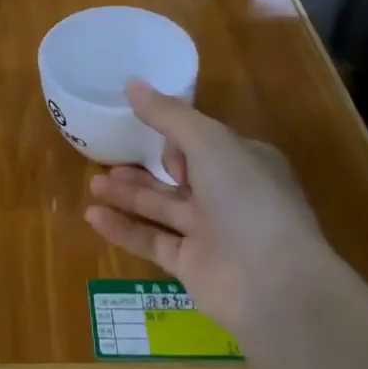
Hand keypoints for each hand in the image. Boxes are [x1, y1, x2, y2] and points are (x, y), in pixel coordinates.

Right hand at [85, 80, 324, 340]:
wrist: (274, 284)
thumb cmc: (247, 198)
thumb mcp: (208, 141)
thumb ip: (168, 114)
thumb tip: (132, 84)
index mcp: (244, 162)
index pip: (204, 143)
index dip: (176, 138)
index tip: (151, 134)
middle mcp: (229, 196)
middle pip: (178, 176)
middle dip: (143, 167)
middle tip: (106, 159)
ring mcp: (211, 234)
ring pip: (161, 208)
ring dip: (128, 195)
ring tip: (94, 184)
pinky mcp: (192, 266)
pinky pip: (152, 241)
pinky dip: (124, 228)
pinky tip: (93, 216)